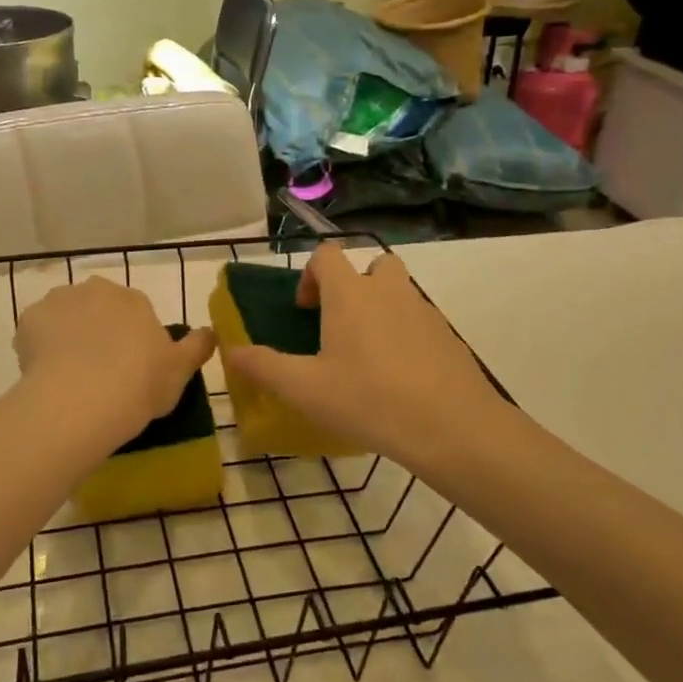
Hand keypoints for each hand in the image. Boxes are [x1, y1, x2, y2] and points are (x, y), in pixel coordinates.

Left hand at [15, 278, 217, 446]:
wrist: (81, 400)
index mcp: (133, 299)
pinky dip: (40, 348)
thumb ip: (197, 347)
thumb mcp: (180, 371)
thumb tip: (212, 331)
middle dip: (98, 331)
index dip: (131, 340)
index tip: (130, 369)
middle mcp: (95, 290)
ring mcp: (58, 302)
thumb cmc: (139, 384)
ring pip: (65, 317)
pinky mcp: (27, 320)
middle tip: (100, 372)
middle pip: (97, 308)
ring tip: (71, 376)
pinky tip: (47, 375)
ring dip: (68, 336)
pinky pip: (36, 332)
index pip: (134, 312)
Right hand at [221, 244, 507, 469]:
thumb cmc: (368, 399)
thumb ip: (263, 367)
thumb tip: (230, 351)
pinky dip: (405, 335)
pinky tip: (398, 377)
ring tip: (367, 355)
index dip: (311, 274)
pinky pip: (419, 320)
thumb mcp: (304, 389)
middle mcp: (388, 291)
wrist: (451, 427)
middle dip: (352, 286)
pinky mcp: (448, 336)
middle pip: (370, 265)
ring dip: (380, 308)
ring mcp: (423, 311)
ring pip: (398, 292)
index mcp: (350, 294)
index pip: (327, 254)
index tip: (305, 310)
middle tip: (339, 325)